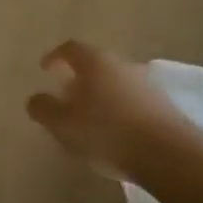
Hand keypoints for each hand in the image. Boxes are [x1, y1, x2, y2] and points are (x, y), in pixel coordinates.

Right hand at [26, 40, 188, 181]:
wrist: (167, 153)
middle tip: (66, 97)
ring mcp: (146, 83)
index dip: (55, 57)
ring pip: (115, 82)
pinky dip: (119, 109)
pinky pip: (132, 100)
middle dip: (78, 79)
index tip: (45, 69)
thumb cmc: (106, 133)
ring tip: (89, 118)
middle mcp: (122, 64)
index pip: (70, 48)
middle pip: (95, 64)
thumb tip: (35, 98)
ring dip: (100, 95)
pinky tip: (114, 131)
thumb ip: (44, 109)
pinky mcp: (163, 105)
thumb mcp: (63, 124)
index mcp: (95, 63)